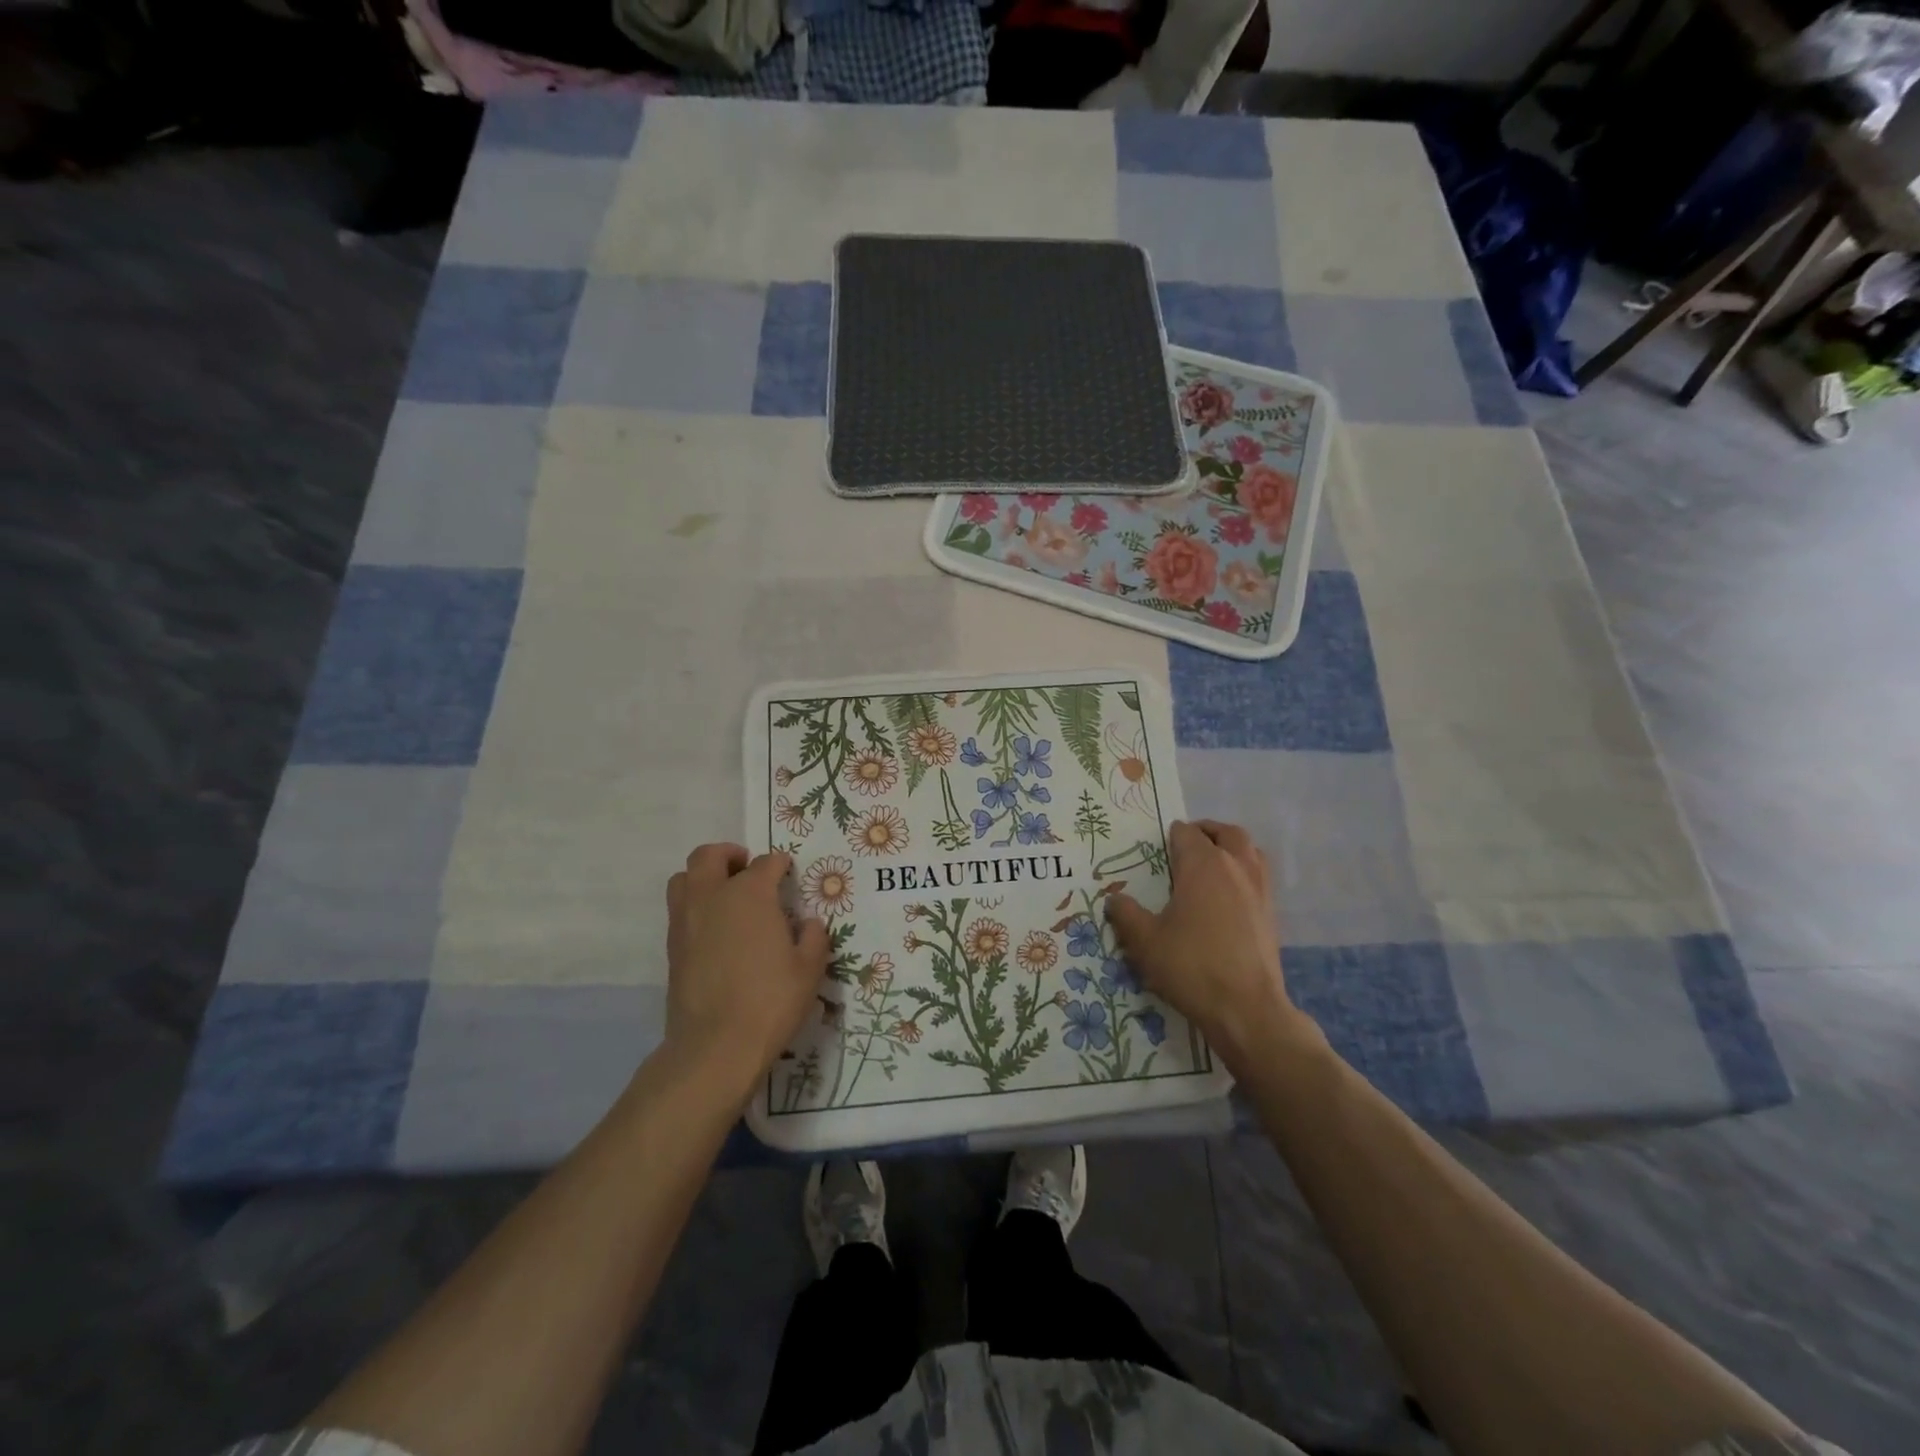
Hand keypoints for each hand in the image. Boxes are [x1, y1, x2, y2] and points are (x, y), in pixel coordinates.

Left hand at [664, 844, 830, 1100]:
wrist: (715, 1046)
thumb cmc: (770, 1001)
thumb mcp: (809, 969)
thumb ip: (812, 938)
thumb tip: (807, 924)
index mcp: (750, 894)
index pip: (765, 863)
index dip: (779, 864)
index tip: (787, 872)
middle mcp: (712, 897)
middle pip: (709, 856)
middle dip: (730, 855)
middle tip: (747, 869)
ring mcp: (686, 922)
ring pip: (684, 879)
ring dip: (704, 877)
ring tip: (725, 895)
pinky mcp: (672, 948)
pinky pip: (679, 910)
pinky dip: (696, 907)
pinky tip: (716, 930)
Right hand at [1105, 820, 1316, 1071]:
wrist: (1246, 1008)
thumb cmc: (1191, 966)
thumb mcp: (1145, 942)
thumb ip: (1126, 914)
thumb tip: (1114, 898)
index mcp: (1203, 864)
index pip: (1185, 833)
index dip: (1169, 836)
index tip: (1156, 849)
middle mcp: (1235, 866)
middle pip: (1225, 832)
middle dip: (1205, 833)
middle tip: (1185, 846)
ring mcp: (1259, 888)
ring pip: (1248, 850)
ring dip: (1230, 848)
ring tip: (1210, 865)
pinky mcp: (1271, 912)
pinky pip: (1258, 876)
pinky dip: (1243, 873)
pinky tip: (1227, 897)